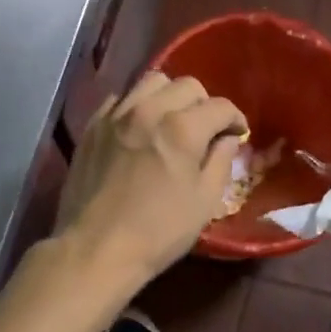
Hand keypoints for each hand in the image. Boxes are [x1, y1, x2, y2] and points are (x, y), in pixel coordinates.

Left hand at [55, 72, 247, 293]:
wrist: (95, 249)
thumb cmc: (158, 231)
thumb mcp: (204, 201)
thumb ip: (220, 161)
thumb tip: (227, 138)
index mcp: (182, 128)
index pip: (220, 106)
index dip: (235, 118)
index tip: (237, 134)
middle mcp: (149, 110)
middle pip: (187, 85)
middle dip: (204, 103)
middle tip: (206, 129)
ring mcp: (117, 115)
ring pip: (151, 82)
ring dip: (170, 96)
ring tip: (172, 120)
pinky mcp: (93, 126)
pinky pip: (120, 98)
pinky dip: (136, 106)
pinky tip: (139, 128)